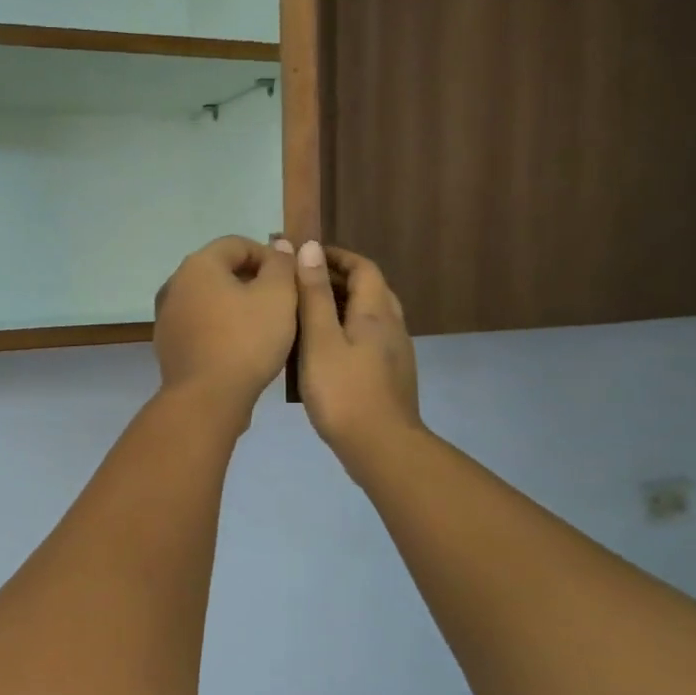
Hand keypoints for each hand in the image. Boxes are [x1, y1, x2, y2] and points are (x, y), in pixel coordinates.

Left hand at [153, 236, 298, 421]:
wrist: (206, 398)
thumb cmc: (246, 341)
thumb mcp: (278, 296)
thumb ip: (281, 265)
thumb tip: (279, 245)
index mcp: (198, 265)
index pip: (238, 244)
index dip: (269, 256)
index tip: (291, 280)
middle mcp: (175, 284)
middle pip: (220, 270)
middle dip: (252, 281)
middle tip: (281, 304)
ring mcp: (167, 316)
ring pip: (209, 299)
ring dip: (236, 305)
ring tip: (264, 326)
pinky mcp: (168, 344)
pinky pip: (200, 325)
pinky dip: (220, 327)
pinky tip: (240, 347)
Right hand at [296, 242, 422, 471]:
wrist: (381, 446)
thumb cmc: (343, 391)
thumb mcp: (319, 339)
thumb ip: (314, 295)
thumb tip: (310, 248)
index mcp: (376, 312)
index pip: (363, 267)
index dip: (336, 256)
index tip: (306, 256)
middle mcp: (392, 326)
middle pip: (370, 289)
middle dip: (337, 279)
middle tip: (300, 284)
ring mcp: (395, 353)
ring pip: (370, 315)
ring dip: (342, 305)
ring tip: (306, 315)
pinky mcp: (390, 375)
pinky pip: (368, 338)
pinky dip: (346, 330)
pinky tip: (322, 350)